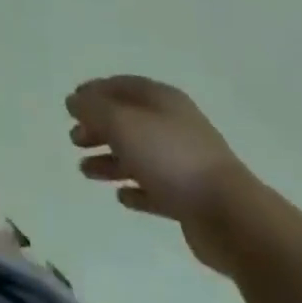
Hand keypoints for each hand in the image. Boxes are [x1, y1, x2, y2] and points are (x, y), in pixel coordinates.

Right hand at [66, 76, 259, 273]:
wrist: (230, 216)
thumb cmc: (170, 157)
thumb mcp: (122, 123)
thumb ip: (93, 109)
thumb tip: (73, 101)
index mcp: (161, 99)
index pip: (120, 86)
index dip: (93, 92)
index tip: (70, 105)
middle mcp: (173, 125)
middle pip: (127, 120)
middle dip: (98, 128)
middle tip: (74, 140)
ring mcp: (184, 162)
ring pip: (138, 155)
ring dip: (110, 160)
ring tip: (86, 171)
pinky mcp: (190, 197)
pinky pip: (155, 188)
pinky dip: (136, 189)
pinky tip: (121, 197)